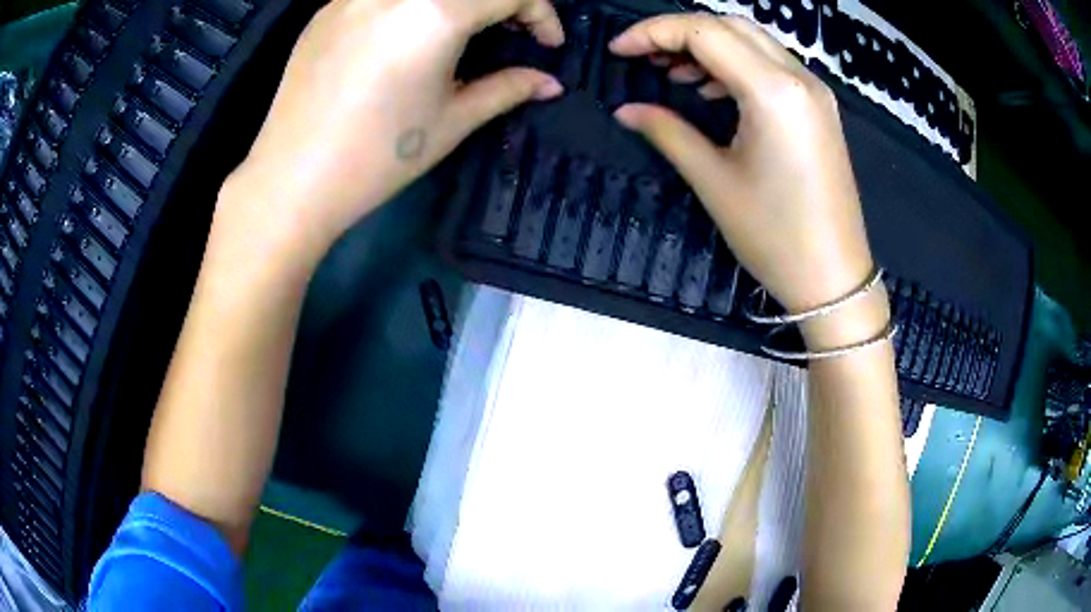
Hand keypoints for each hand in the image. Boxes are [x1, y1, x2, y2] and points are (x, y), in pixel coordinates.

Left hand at [221, 0, 564, 264]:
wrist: (292, 180)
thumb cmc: (378, 157)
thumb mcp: (451, 121)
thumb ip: (507, 89)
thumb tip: (550, 83)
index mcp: (435, 14)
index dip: (541, 15)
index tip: (547, 45)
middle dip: (503, 2)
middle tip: (510, 30)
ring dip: (457, 1)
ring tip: (461, 30)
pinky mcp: (327, 9)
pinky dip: (412, 5)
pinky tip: (407, 34)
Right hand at [610, 15, 873, 315]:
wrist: (834, 278)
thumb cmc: (775, 237)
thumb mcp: (714, 181)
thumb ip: (668, 131)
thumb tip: (626, 110)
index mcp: (773, 91)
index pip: (703, 32)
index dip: (652, 33)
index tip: (618, 51)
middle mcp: (799, 78)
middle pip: (729, 25)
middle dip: (679, 32)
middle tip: (644, 58)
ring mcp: (815, 91)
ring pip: (752, 40)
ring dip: (708, 45)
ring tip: (674, 73)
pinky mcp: (819, 108)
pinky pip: (772, 65)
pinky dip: (736, 64)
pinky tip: (713, 90)